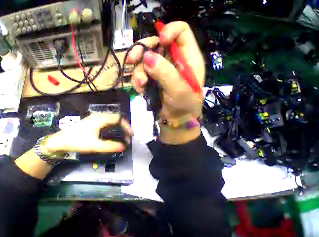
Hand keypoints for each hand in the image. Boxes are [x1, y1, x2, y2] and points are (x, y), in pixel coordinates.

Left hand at [43, 113, 132, 153]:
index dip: (127, 126)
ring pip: (111, 120)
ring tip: (123, 136)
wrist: (61, 140)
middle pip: (116, 118)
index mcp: (100, 119)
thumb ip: (109, 146)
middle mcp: (98, 116)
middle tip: (128, 137)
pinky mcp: (92, 122)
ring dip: (118, 127)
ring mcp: (95, 119)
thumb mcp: (94, 145)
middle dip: (124, 127)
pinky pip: (106, 122)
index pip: (118, 118)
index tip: (130, 136)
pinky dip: (113, 127)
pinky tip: (113, 134)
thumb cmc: (77, 141)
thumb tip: (124, 146)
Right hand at [126, 22, 204, 143]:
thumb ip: (165, 73)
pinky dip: (137, 81)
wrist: (174, 122)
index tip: (159, 42)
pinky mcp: (150, 80)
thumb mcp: (178, 90)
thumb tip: (147, 57)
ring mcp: (159, 70)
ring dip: (138, 72)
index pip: (180, 31)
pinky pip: (139, 74)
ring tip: (141, 85)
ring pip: (143, 61)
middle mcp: (171, 60)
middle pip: (155, 44)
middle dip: (141, 51)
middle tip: (131, 60)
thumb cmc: (183, 107)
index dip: (168, 31)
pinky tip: (140, 90)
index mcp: (187, 57)